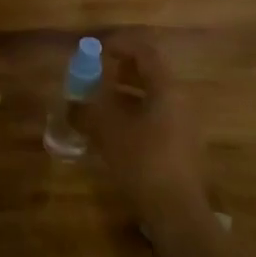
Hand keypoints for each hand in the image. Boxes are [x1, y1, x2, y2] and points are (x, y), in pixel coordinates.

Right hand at [82, 32, 209, 224]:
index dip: (120, 45)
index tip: (97, 49)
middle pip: (150, 73)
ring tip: (98, 103)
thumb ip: (88, 108)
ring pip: (152, 97)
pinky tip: (112, 131)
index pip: (146, 52)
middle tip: (95, 75)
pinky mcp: (181, 146)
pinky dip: (133, 114)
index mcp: (167, 90)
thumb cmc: (142, 161)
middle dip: (121, 70)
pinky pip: (155, 117)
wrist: (176, 211)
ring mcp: (184, 125)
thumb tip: (71, 101)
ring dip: (124, 94)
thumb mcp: (108, 130)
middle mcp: (180, 101)